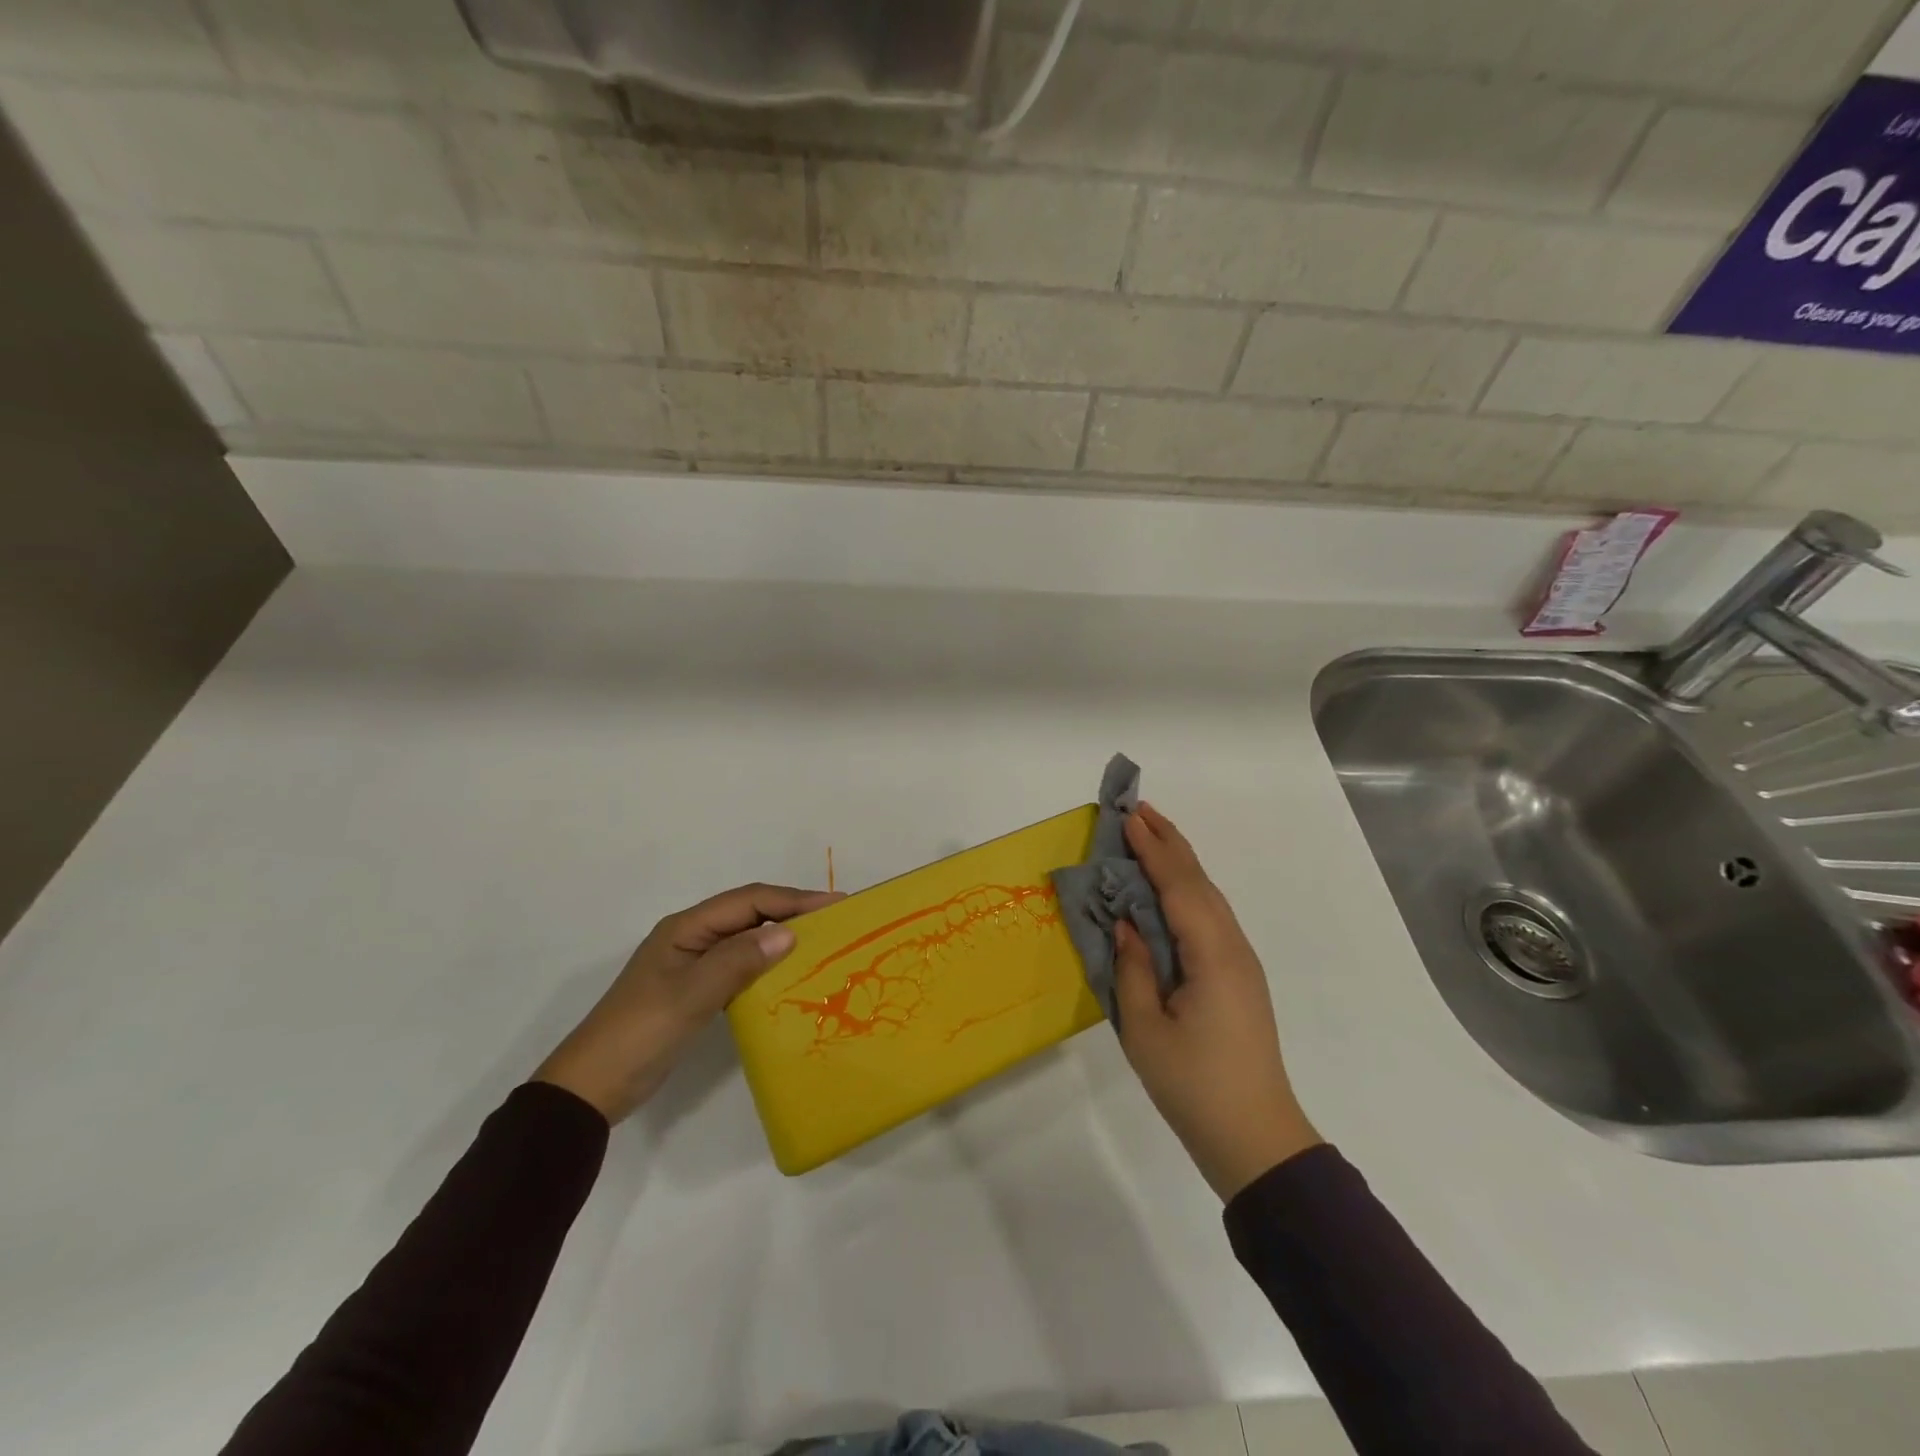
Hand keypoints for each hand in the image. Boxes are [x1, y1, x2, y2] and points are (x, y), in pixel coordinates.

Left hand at [534, 882, 839, 1123]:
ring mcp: (692, 965)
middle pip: (750, 914)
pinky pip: (740, 966)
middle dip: (792, 912)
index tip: (835, 904)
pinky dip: (767, 965)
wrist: (591, 1089)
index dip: (793, 899)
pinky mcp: (696, 991)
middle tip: (837, 922)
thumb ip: (738, 961)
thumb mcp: (690, 995)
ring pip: (746, 939)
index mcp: (686, 927)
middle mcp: (692, 937)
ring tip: (822, 945)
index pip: (749, 901)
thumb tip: (789, 932)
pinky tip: (789, 977)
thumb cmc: (640, 1034)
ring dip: (782, 937)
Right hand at [1113, 804, 1320, 1200]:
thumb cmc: (1194, 1086)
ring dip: (1179, 864)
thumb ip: (1133, 969)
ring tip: (1151, 837)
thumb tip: (1127, 925)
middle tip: (1138, 809)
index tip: (1129, 816)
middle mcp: (1232, 948)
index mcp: (1212, 955)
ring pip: (1208, 898)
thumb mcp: (1145, 1030)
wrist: (1255, 1138)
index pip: (1178, 886)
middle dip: (1169, 843)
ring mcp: (1240, 963)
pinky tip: (1169, 892)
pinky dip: (1187, 891)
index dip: (1153, 849)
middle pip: (1199, 883)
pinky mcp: (1238, 978)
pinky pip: (1210, 919)